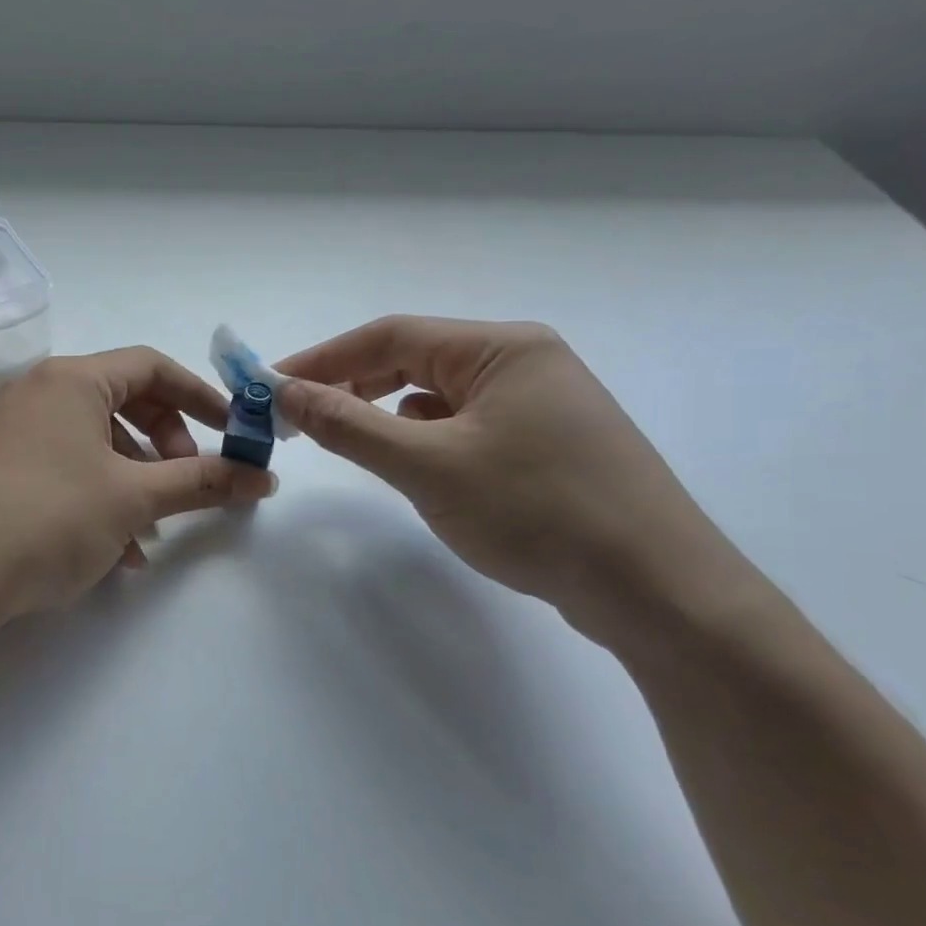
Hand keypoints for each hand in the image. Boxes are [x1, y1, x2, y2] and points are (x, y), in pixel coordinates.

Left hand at [0, 349, 276, 621]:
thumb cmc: (50, 518)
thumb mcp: (134, 499)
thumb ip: (202, 482)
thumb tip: (263, 477)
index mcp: (71, 380)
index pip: (151, 367)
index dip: (200, 396)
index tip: (232, 432)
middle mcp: (38, 393)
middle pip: (124, 404)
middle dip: (166, 445)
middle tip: (187, 481)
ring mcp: (13, 431)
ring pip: (95, 444)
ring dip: (135, 481)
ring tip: (152, 532)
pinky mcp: (0, 469)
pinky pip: (65, 468)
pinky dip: (99, 497)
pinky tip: (115, 550)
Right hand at [275, 316, 748, 639]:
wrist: (656, 589)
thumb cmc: (537, 512)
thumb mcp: (429, 466)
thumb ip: (350, 425)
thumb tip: (286, 392)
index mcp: (501, 348)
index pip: (390, 336)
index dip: (322, 358)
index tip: (270, 385)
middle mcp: (523, 362)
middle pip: (415, 360)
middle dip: (351, 385)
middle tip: (297, 418)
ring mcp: (541, 404)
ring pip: (439, 396)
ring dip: (385, 411)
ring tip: (344, 438)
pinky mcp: (546, 445)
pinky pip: (465, 425)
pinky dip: (425, 437)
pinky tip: (412, 462)